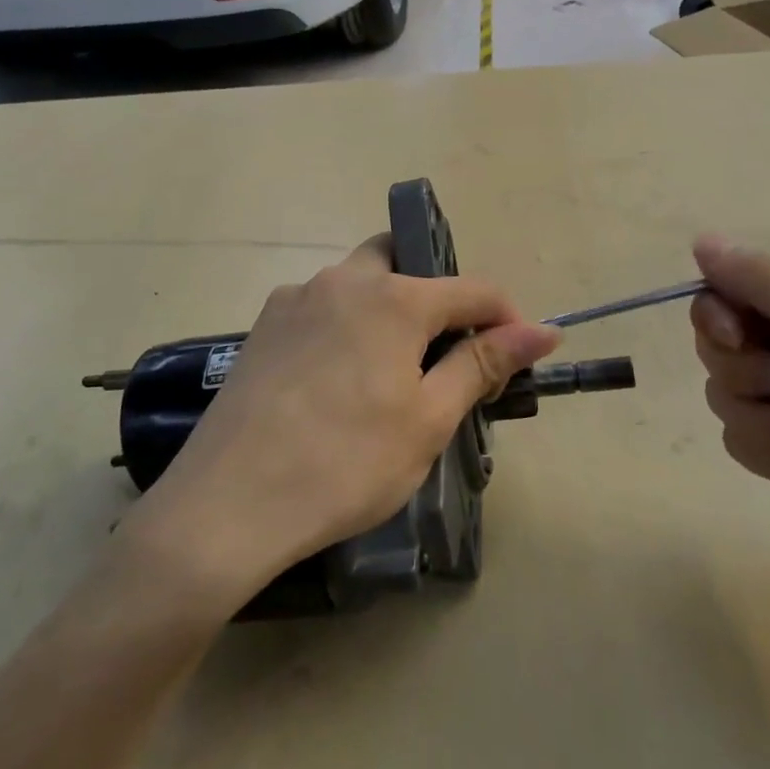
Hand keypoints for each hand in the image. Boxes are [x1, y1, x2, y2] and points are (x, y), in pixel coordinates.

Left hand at [127, 237, 560, 607]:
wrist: (227, 505)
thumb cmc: (345, 464)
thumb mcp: (428, 419)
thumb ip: (482, 364)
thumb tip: (542, 330)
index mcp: (392, 298)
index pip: (471, 289)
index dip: (505, 319)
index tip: (519, 356)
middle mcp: (342, 281)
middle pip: (404, 263)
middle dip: (435, 296)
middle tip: (445, 353)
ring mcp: (295, 299)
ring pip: (358, 283)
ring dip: (388, 309)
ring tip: (392, 372)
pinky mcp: (262, 327)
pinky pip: (321, 308)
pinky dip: (347, 326)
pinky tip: (339, 380)